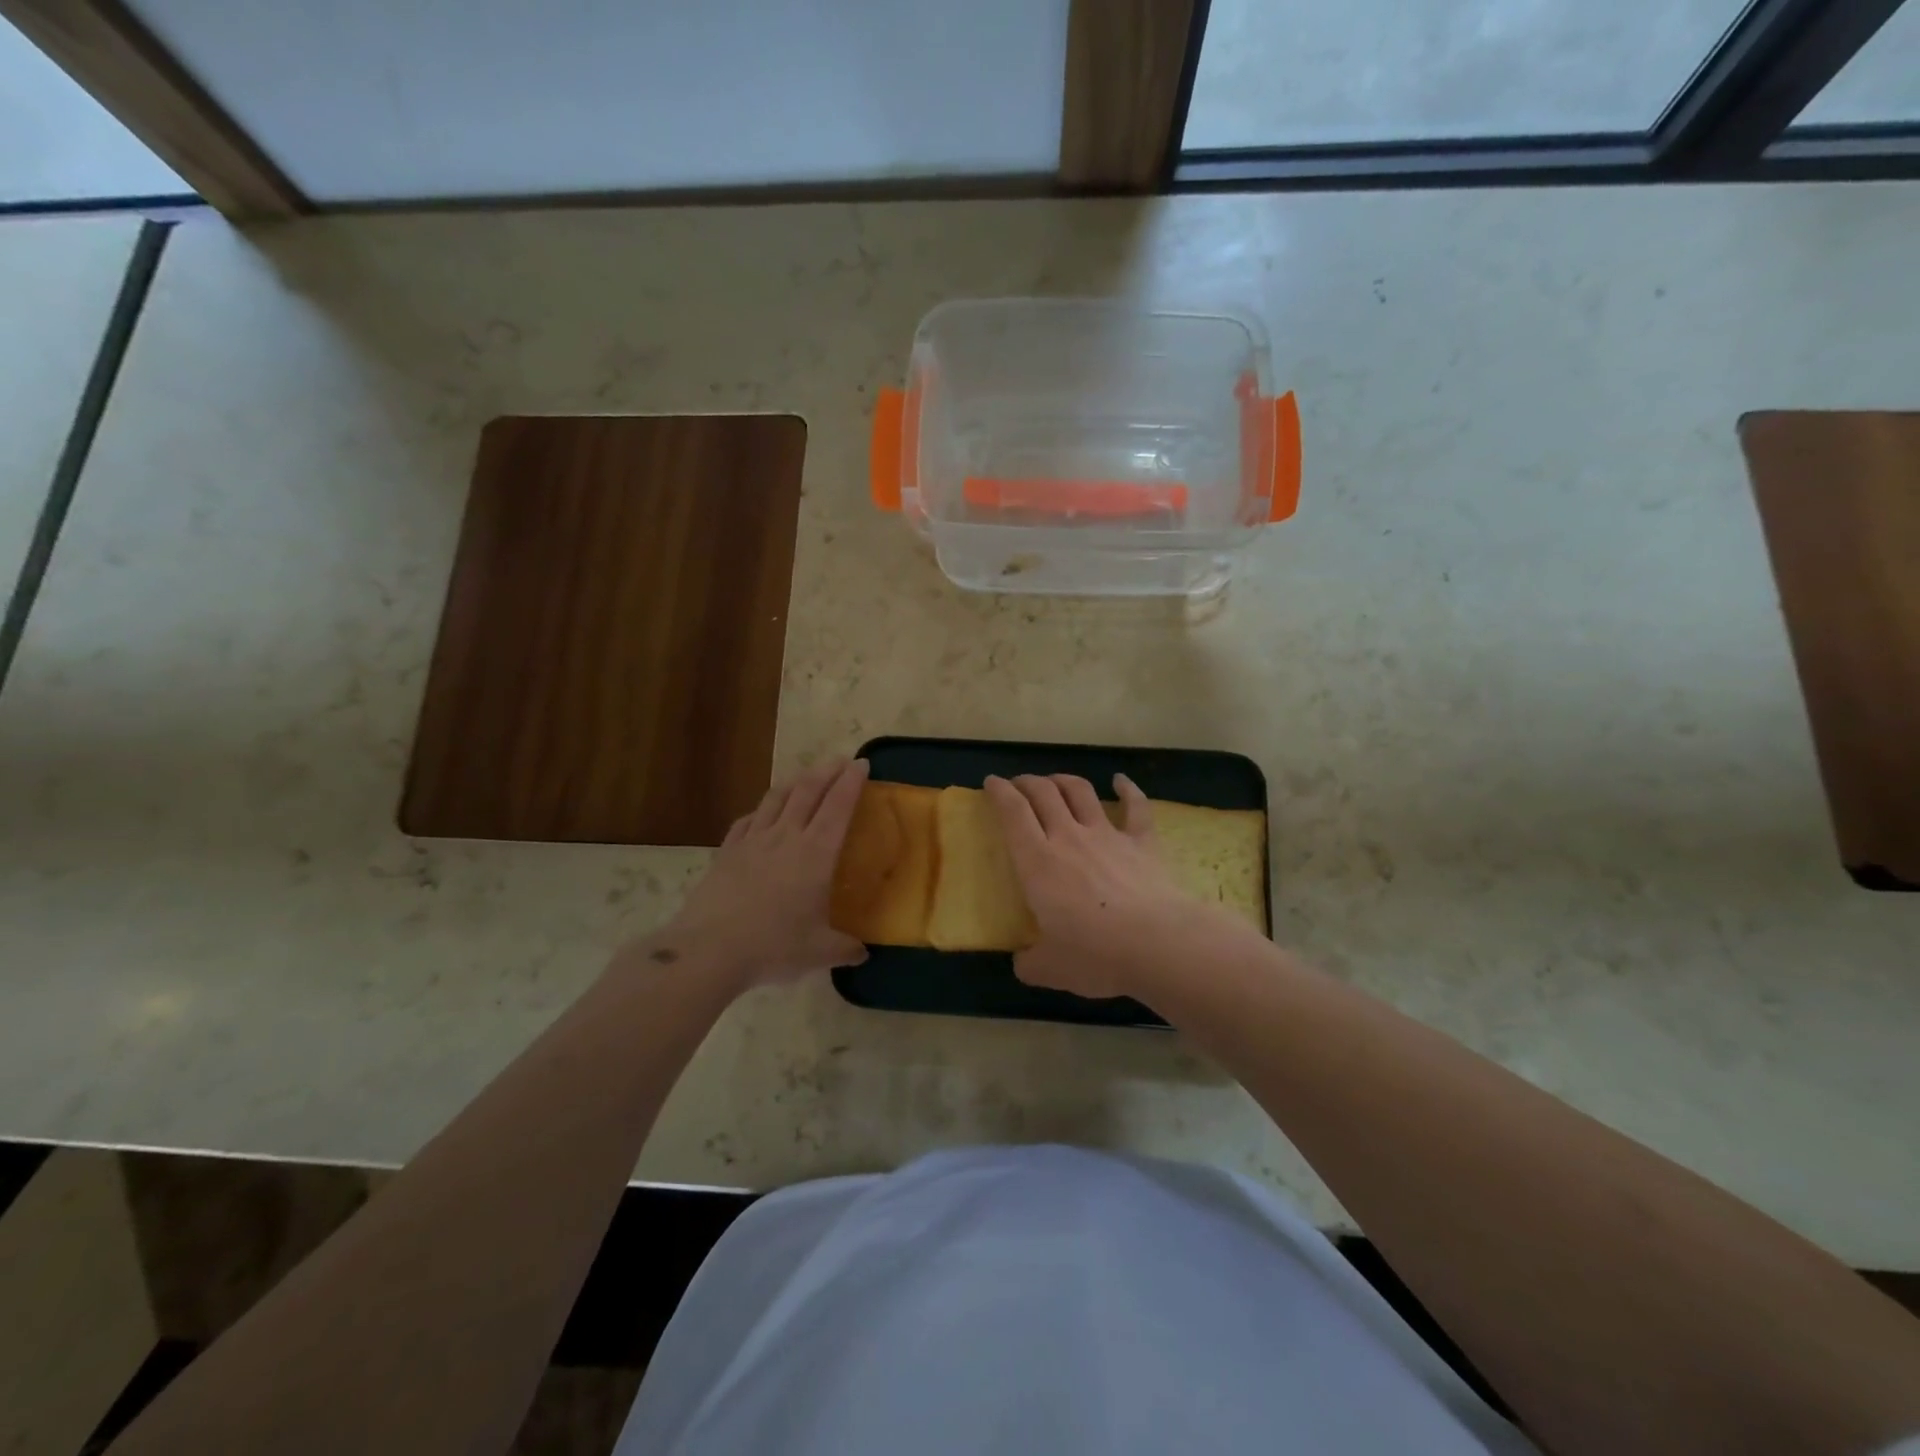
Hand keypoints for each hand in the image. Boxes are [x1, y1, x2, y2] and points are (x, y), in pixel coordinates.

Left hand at [648, 758, 870, 992]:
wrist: (710, 950)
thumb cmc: (773, 946)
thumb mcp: (819, 952)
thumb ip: (845, 948)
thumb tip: (863, 953)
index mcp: (816, 854)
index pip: (838, 806)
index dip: (852, 782)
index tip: (862, 764)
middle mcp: (786, 837)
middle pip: (808, 791)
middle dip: (826, 771)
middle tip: (840, 760)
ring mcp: (752, 841)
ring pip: (777, 798)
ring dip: (795, 781)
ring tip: (805, 776)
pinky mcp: (727, 851)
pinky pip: (748, 820)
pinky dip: (762, 810)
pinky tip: (762, 813)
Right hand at [985, 772, 1229, 1000]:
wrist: (1159, 945)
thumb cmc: (1095, 955)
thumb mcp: (1050, 969)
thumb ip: (1030, 963)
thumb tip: (1022, 963)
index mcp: (1037, 862)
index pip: (1013, 812)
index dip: (999, 792)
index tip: (991, 782)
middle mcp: (1069, 837)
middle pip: (1044, 793)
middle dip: (1027, 782)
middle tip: (1019, 784)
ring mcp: (1108, 835)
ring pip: (1081, 792)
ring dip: (1064, 780)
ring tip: (1055, 781)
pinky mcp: (1142, 842)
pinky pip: (1136, 806)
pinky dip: (1128, 788)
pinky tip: (1121, 780)